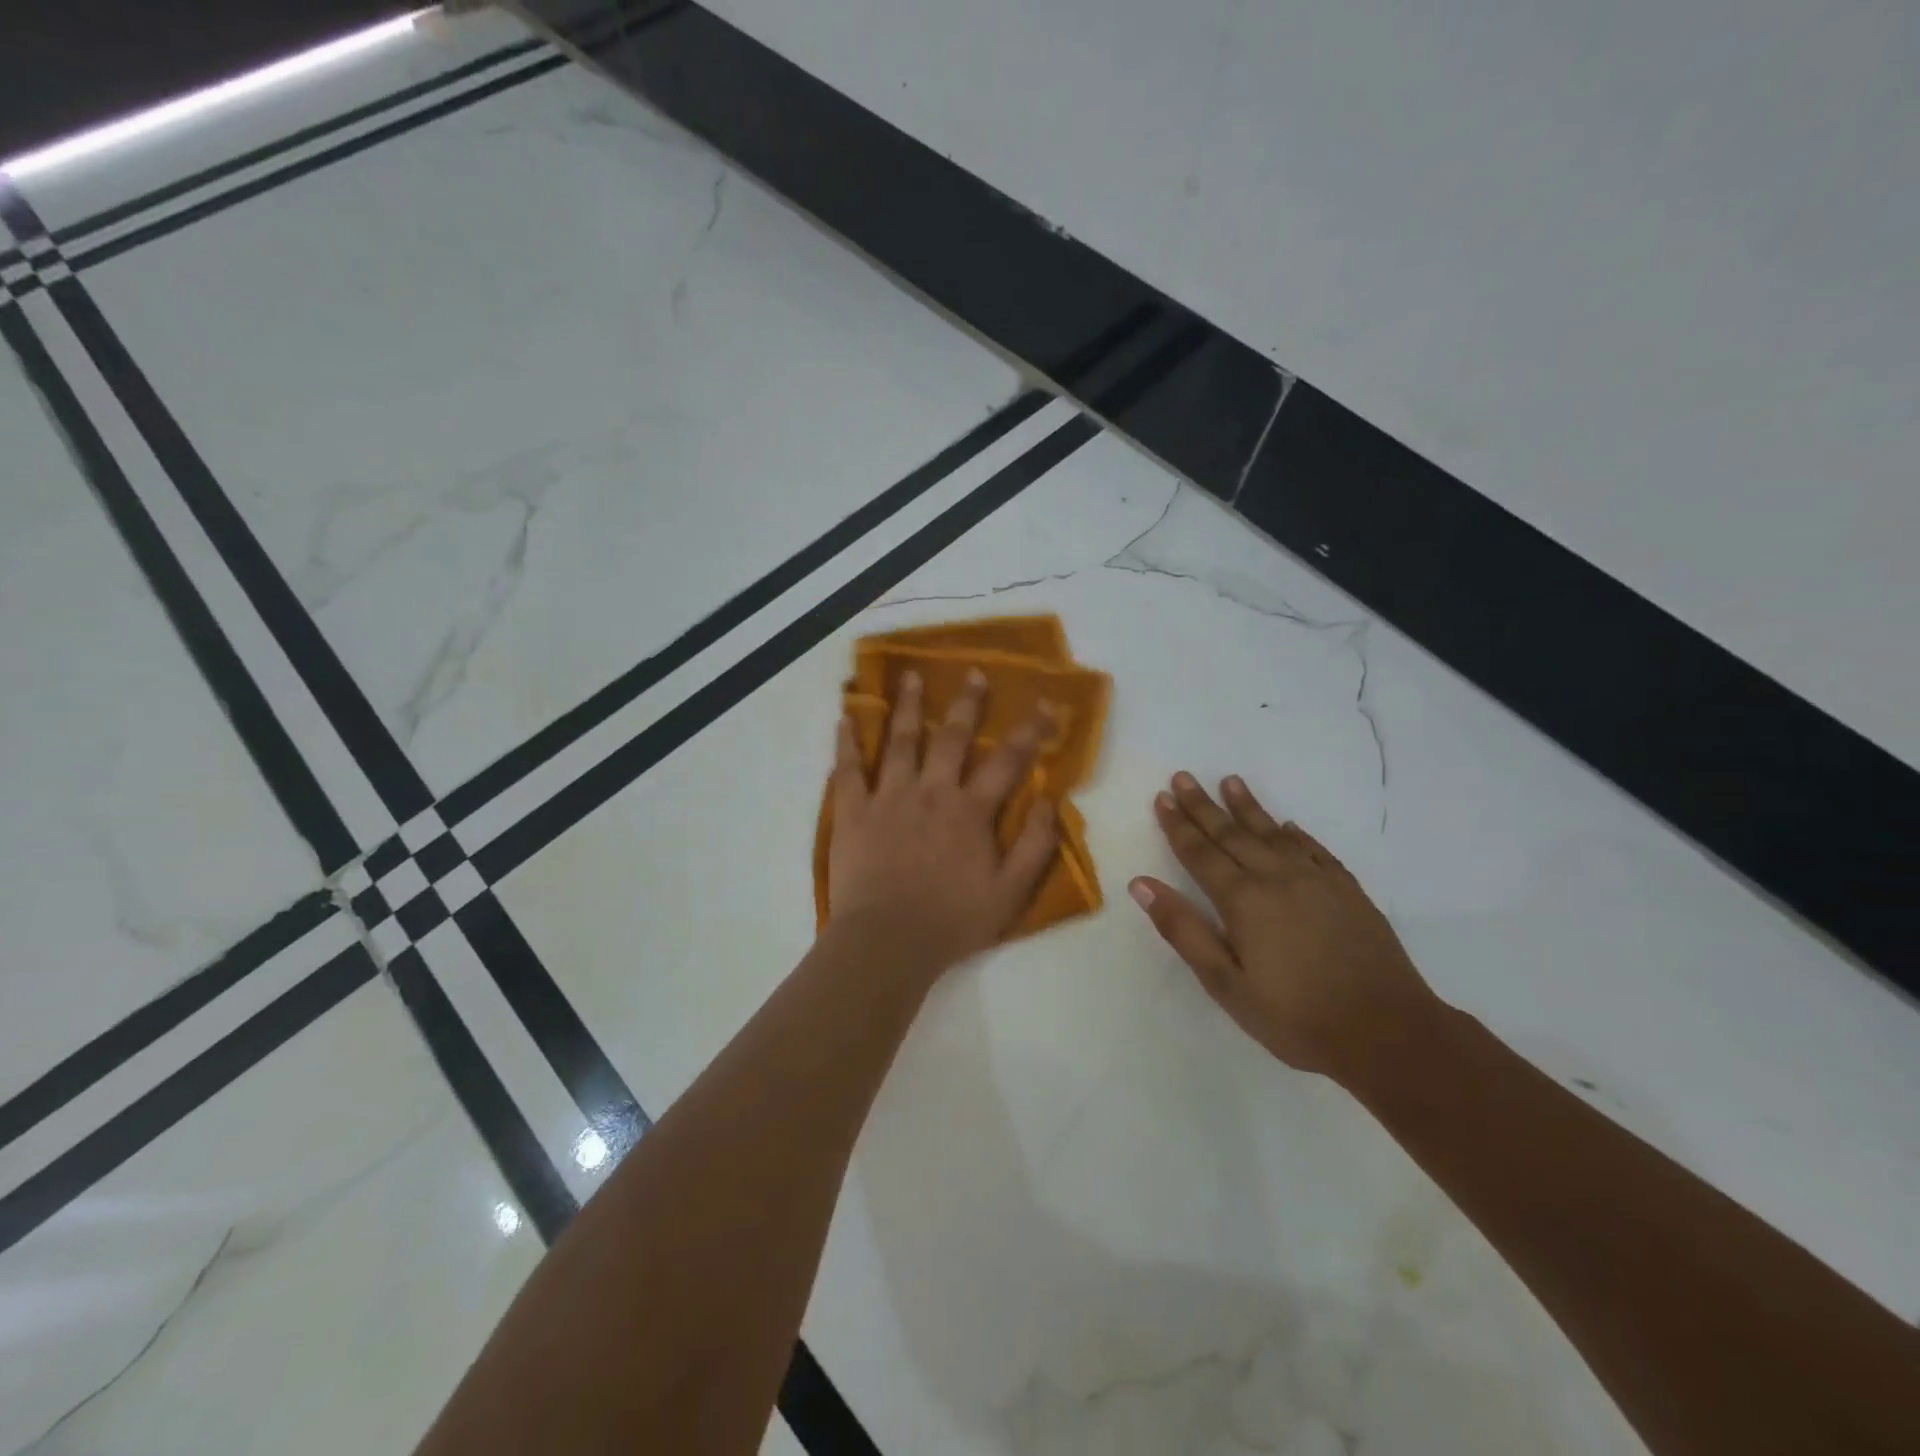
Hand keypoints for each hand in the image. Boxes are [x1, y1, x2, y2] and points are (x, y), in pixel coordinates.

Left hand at [827, 670, 1058, 976]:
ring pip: (900, 741)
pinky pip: (848, 769)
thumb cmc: (953, 921)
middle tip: (972, 673)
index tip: (1043, 702)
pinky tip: (845, 717)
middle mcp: (931, 792)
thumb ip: (1035, 845)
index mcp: (970, 811)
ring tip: (911, 676)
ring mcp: (889, 798)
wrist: (888, 942)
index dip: (1029, 731)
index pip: (1007, 761)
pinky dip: (846, 742)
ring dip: (908, 706)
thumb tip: (1050, 800)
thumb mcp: (1011, 892)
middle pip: (951, 738)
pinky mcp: (853, 812)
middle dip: (966, 703)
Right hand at [1129, 772, 1438, 1082]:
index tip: (1162, 798)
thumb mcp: (1225, 983)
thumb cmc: (1295, 1017)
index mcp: (1243, 900)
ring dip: (1248, 807)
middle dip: (1204, 805)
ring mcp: (1317, 880)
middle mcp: (1277, 878)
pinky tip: (1288, 826)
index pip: (1200, 853)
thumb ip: (1183, 930)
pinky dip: (1297, 834)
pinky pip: (1315, 850)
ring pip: (1273, 833)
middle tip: (1184, 777)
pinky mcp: (1348, 891)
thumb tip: (1141, 883)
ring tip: (1230, 782)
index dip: (1178, 825)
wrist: (1388, 1032)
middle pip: (1232, 834)